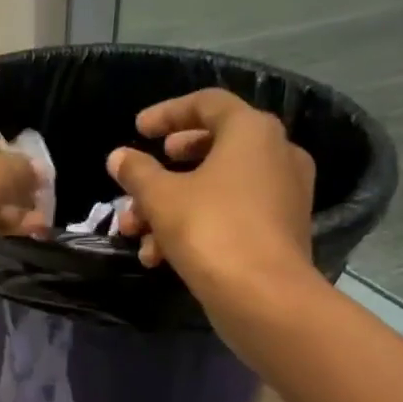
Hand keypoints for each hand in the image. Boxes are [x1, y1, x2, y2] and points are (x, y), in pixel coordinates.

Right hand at [108, 88, 315, 298]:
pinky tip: (160, 257)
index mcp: (252, 131)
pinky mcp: (280, 231)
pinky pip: (232, 215)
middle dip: (165, 169)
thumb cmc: (211, 230)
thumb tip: (119, 157)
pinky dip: (197, 226)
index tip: (138, 130)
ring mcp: (283, 194)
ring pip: (217, 188)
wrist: (264, 298)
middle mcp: (276, 154)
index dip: (167, 113)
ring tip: (136, 231)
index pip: (207, 103)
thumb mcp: (161, 197)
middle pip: (212, 147)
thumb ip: (137, 171)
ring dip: (171, 206)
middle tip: (140, 177)